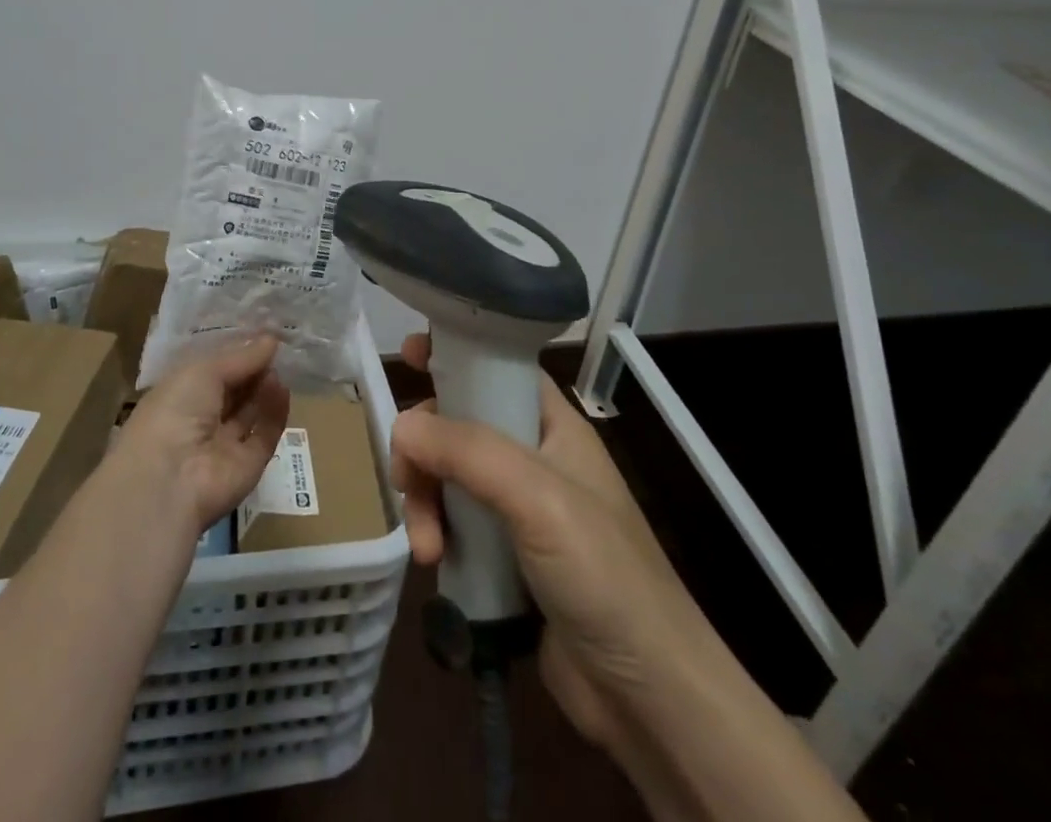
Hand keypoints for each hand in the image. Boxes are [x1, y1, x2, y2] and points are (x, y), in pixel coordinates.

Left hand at [113, 336, 290, 537]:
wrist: (170, 480)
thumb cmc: (175, 410)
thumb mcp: (204, 371)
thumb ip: (240, 357)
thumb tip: (271, 339)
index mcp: (179, 395)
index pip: (210, 371)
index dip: (233, 353)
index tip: (260, 333)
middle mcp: (200, 419)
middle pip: (233, 390)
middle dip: (253, 368)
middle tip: (277, 345)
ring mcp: (224, 444)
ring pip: (250, 411)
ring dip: (264, 387)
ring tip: (281, 363)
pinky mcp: (248, 464)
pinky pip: (265, 433)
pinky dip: (275, 412)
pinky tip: (283, 388)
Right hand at [390, 332, 705, 766]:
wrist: (649, 697)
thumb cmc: (603, 574)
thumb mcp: (538, 498)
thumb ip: (468, 452)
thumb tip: (401, 425)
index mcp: (553, 427)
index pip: (499, 369)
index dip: (457, 355)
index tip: (411, 352)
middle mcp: (533, 459)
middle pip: (459, 424)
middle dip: (425, 448)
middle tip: (405, 479)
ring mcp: (518, 511)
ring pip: (448, 477)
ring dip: (424, 501)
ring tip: (426, 548)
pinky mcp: (503, 557)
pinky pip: (453, 524)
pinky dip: (435, 534)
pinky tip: (433, 563)